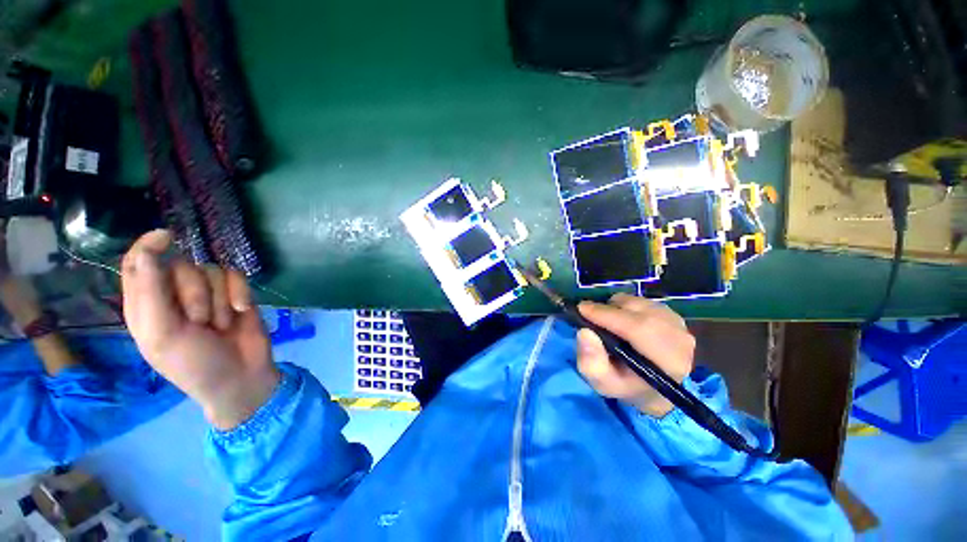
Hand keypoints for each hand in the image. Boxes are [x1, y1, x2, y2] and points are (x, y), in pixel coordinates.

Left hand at [121, 230, 278, 429]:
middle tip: (198, 322)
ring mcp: (208, 293)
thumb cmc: (193, 363)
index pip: (137, 263)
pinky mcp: (234, 293)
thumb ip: (151, 293)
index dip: (148, 246)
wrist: (240, 375)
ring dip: (218, 300)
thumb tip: (147, 251)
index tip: (166, 236)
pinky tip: (240, 311)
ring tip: (219, 325)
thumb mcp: (163, 334)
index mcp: (146, 304)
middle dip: (195, 294)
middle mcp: (175, 294)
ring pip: (211, 271)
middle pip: (181, 267)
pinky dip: (239, 294)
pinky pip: (237, 276)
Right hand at [576, 293, 694, 417]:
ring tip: (607, 323)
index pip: (639, 328)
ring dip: (616, 308)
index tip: (581, 309)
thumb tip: (584, 332)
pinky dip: (625, 307)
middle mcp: (680, 339)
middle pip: (638, 310)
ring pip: (638, 303)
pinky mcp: (674, 315)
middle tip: (589, 315)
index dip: (607, 315)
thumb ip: (591, 363)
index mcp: (669, 362)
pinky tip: (622, 321)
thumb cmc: (626, 386)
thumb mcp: (602, 383)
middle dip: (608, 310)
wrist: (654, 389)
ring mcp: (679, 325)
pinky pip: (641, 301)